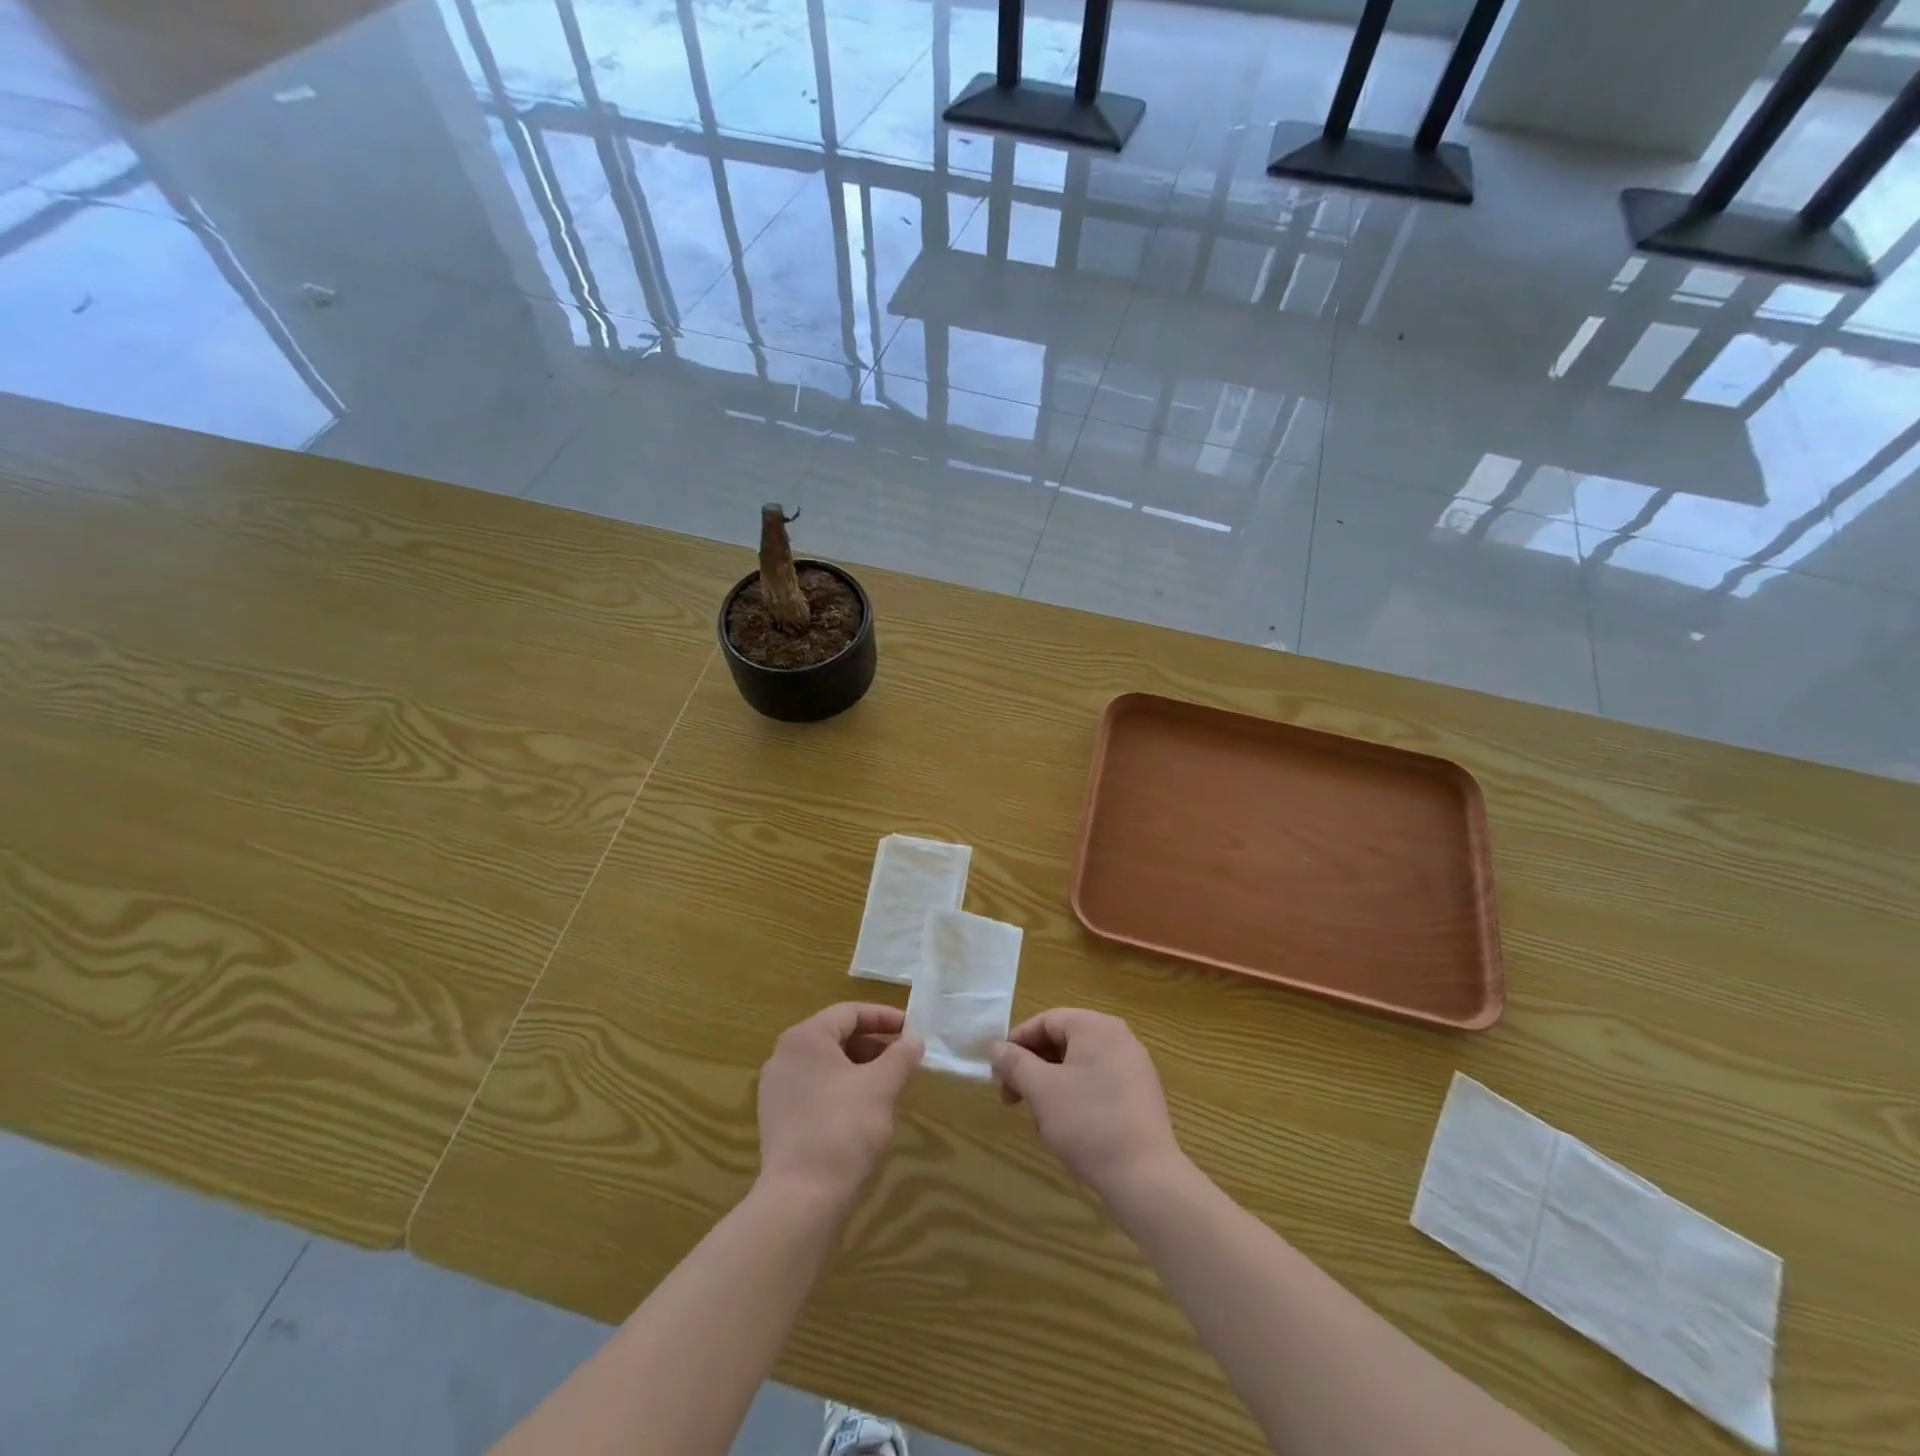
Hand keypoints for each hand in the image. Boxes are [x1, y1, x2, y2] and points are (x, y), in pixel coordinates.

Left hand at [757, 1003, 922, 1203]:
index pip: (850, 1013)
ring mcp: (777, 1090)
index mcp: (805, 1038)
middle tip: (905, 1060)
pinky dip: (843, 1090)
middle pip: (837, 1037)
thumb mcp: (882, 1086)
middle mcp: (785, 1056)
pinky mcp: (779, 1120)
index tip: (912, 1031)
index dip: (884, 1018)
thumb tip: (914, 1040)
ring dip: (861, 1069)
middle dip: (875, 1045)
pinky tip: (866, 1112)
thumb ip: (901, 1056)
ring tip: (891, 1086)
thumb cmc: (843, 1128)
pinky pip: (816, 1090)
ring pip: (828, 1066)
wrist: (801, 1200)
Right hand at [992, 1009, 1186, 1200]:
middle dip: (1033, 1068)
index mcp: (1097, 1026)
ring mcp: (1134, 1067)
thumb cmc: (1089, 1123)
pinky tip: (1066, 1128)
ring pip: (1078, 1065)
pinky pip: (1098, 1083)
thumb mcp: (1042, 1090)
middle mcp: (1119, 1038)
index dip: (1017, 1042)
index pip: (1047, 1021)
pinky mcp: (1140, 1096)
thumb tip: (996, 1048)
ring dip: (1051, 1086)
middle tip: (1012, 1098)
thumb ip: (1015, 1063)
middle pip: (1063, 1041)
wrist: (1146, 1178)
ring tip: (1039, 1120)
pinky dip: (1075, 1097)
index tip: (998, 1072)